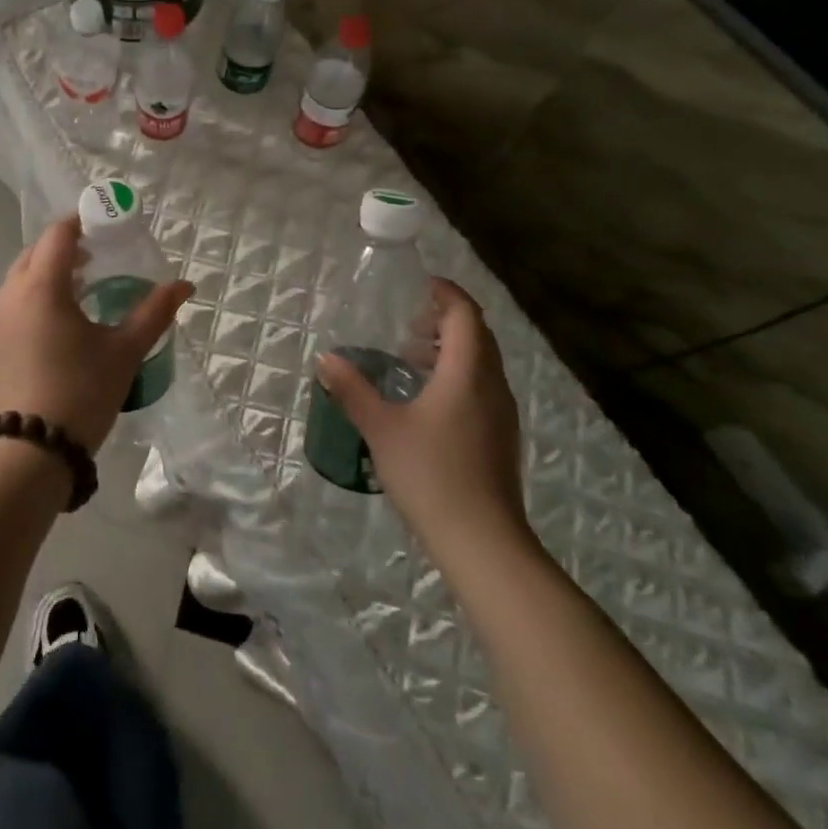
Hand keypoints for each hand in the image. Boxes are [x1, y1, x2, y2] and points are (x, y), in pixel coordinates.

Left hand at [0, 214, 193, 452]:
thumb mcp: (124, 352)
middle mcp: (9, 295)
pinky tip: (53, 329)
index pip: (58, 234)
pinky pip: (9, 306)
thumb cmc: (80, 393)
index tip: (104, 226)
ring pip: (19, 279)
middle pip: (35, 252)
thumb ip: (154, 312)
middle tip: (95, 259)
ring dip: (46, 274)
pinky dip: (31, 301)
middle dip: (64, 247)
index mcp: (42, 286)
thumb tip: (184, 285)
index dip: (81, 222)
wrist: (26, 455)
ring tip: (78, 294)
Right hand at [316, 278, 536, 555]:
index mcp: (467, 372)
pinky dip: (458, 375)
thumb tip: (326, 358)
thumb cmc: (431, 475)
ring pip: (482, 362)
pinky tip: (426, 401)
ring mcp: (501, 413)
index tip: (417, 285)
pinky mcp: (501, 437)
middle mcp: (491, 385)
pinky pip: (482, 386)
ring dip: (450, 350)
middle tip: (407, 323)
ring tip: (410, 359)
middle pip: (477, 334)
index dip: (444, 292)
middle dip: (444, 320)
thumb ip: (352, 389)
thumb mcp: (381, 428)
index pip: (464, 313)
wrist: (484, 543)